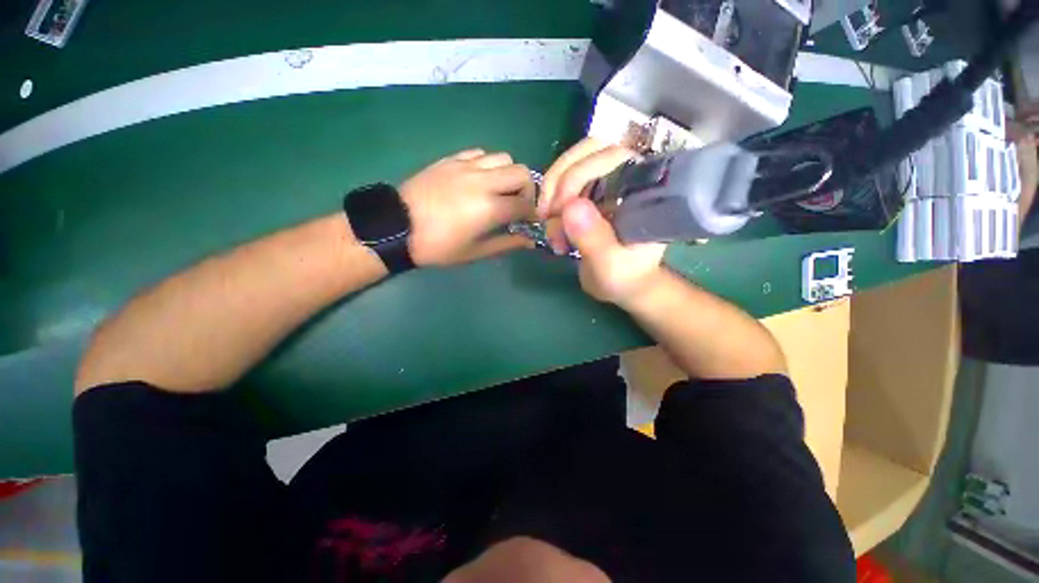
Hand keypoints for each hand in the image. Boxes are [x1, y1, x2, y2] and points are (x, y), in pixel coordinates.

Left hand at [401, 149, 535, 265]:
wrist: (397, 227)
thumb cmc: (438, 246)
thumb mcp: (475, 252)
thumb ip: (506, 244)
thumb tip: (530, 241)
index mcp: (490, 207)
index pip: (525, 204)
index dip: (532, 214)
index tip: (529, 221)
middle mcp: (483, 181)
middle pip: (521, 172)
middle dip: (527, 190)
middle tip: (517, 204)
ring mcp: (466, 166)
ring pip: (503, 157)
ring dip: (508, 174)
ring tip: (499, 191)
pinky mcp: (451, 159)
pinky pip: (479, 153)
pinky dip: (488, 164)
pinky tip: (479, 179)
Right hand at [540, 138, 666, 304]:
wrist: (623, 284)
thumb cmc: (624, 277)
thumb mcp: (610, 266)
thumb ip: (593, 238)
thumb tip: (569, 207)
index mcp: (642, 191)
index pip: (612, 156)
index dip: (578, 176)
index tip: (560, 213)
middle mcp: (626, 177)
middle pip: (588, 151)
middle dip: (559, 181)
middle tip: (547, 216)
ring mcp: (607, 182)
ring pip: (571, 163)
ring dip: (551, 193)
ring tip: (551, 228)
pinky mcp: (590, 192)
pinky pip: (563, 182)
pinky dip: (550, 201)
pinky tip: (552, 226)